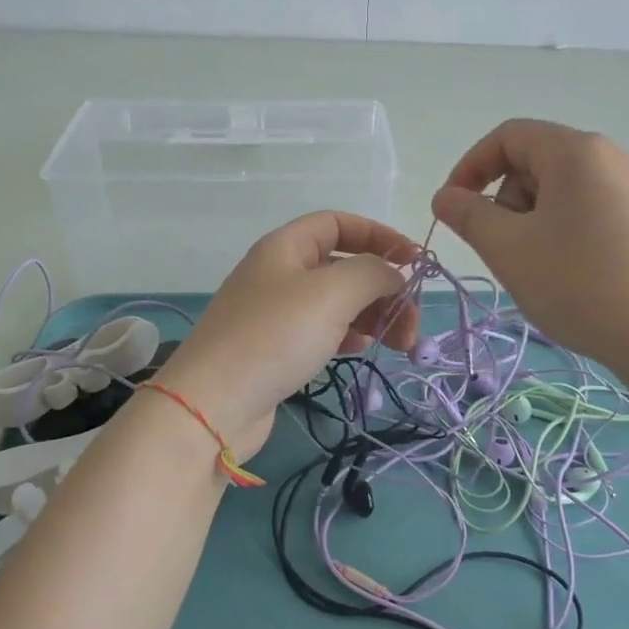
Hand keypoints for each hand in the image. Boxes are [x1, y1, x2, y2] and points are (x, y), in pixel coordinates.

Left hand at [155, 211, 420, 461]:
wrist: (213, 405)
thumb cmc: (274, 337)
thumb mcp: (331, 293)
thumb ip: (372, 273)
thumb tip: (394, 275)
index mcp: (285, 247)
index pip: (339, 223)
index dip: (379, 235)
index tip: (414, 261)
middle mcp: (280, 273)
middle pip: (343, 265)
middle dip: (383, 287)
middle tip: (410, 321)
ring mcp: (276, 313)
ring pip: (337, 301)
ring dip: (372, 314)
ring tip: (396, 342)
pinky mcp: (277, 348)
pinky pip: (323, 330)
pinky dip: (349, 335)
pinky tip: (361, 350)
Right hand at [430, 119, 628, 372]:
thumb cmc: (578, 283)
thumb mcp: (508, 248)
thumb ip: (468, 215)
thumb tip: (445, 196)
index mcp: (575, 151)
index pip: (508, 136)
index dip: (470, 167)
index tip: (453, 208)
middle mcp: (610, 158)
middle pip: (535, 161)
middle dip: (505, 199)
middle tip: (503, 247)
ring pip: (560, 189)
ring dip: (532, 220)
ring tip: (537, 267)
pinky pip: (588, 209)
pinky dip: (562, 231)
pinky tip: (569, 273)